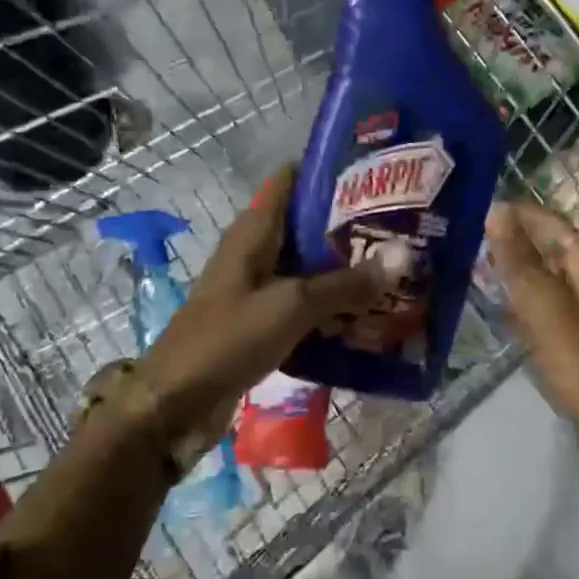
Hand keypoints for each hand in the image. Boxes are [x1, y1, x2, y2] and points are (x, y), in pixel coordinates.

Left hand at [126, 166, 390, 461]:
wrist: (176, 404)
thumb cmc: (228, 339)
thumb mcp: (291, 305)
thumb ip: (345, 284)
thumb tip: (400, 258)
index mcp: (253, 234)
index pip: (289, 183)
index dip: (328, 174)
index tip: (375, 175)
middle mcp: (255, 255)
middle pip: (306, 229)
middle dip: (349, 228)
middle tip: (402, 228)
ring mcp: (257, 292)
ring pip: (308, 271)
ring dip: (345, 272)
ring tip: (395, 269)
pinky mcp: (261, 326)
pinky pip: (304, 308)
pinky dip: (332, 309)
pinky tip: (368, 317)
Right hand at [484, 201, 578, 481]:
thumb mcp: (550, 313)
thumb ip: (522, 264)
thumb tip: (498, 211)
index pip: (554, 226)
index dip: (522, 215)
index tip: (482, 205)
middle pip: (556, 254)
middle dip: (519, 244)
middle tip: (472, 241)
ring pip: (555, 286)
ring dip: (523, 278)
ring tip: (482, 273)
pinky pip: (555, 319)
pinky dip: (531, 311)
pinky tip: (511, 321)